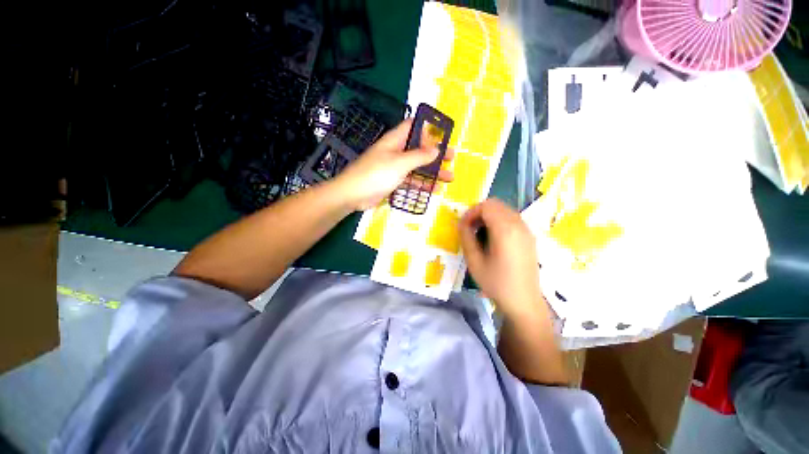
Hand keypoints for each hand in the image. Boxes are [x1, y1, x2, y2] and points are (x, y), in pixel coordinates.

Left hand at [332, 119, 453, 210]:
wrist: (353, 194)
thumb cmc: (376, 174)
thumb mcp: (400, 163)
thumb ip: (419, 156)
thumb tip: (436, 149)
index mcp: (395, 140)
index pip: (414, 127)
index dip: (428, 128)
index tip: (444, 135)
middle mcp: (396, 151)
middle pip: (419, 149)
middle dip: (436, 153)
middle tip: (452, 158)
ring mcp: (395, 168)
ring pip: (417, 167)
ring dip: (433, 172)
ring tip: (449, 177)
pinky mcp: (393, 181)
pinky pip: (411, 181)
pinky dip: (422, 184)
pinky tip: (435, 190)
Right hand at [459, 199, 544, 316]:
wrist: (523, 302)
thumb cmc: (496, 283)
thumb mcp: (474, 261)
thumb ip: (466, 238)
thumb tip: (461, 223)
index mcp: (505, 230)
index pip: (486, 206)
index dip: (471, 212)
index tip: (463, 226)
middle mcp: (518, 225)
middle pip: (496, 204)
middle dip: (479, 212)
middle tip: (470, 228)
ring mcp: (526, 230)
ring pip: (504, 210)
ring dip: (489, 216)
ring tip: (480, 233)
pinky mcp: (529, 237)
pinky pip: (512, 218)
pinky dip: (499, 221)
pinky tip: (493, 238)